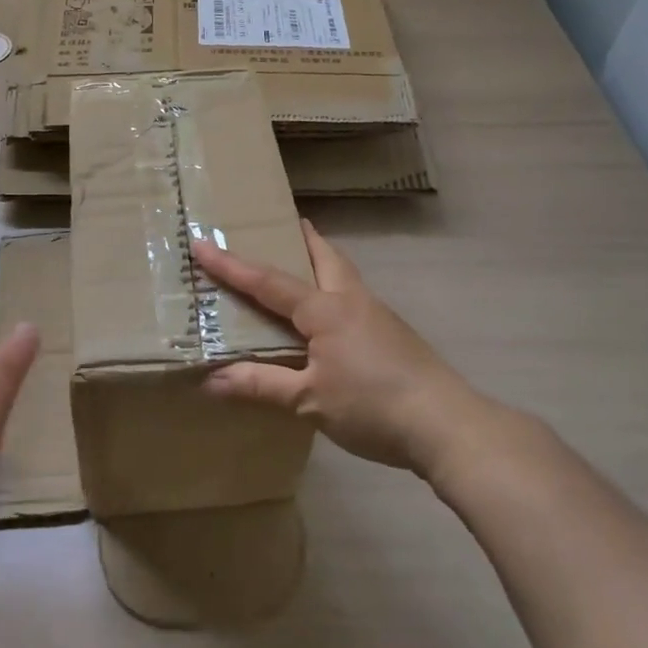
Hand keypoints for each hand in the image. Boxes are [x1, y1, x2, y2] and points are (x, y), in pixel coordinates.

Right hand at [192, 222, 487, 479]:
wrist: (447, 424)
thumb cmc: (372, 406)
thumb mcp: (309, 400)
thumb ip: (261, 385)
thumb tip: (211, 380)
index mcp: (324, 309)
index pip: (267, 281)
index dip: (230, 265)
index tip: (201, 242)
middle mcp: (351, 300)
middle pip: (323, 256)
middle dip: (301, 238)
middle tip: (284, 223)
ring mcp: (377, 314)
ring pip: (342, 274)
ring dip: (320, 261)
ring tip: (303, 260)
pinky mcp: (393, 334)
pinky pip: (353, 298)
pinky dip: (334, 290)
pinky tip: (330, 316)